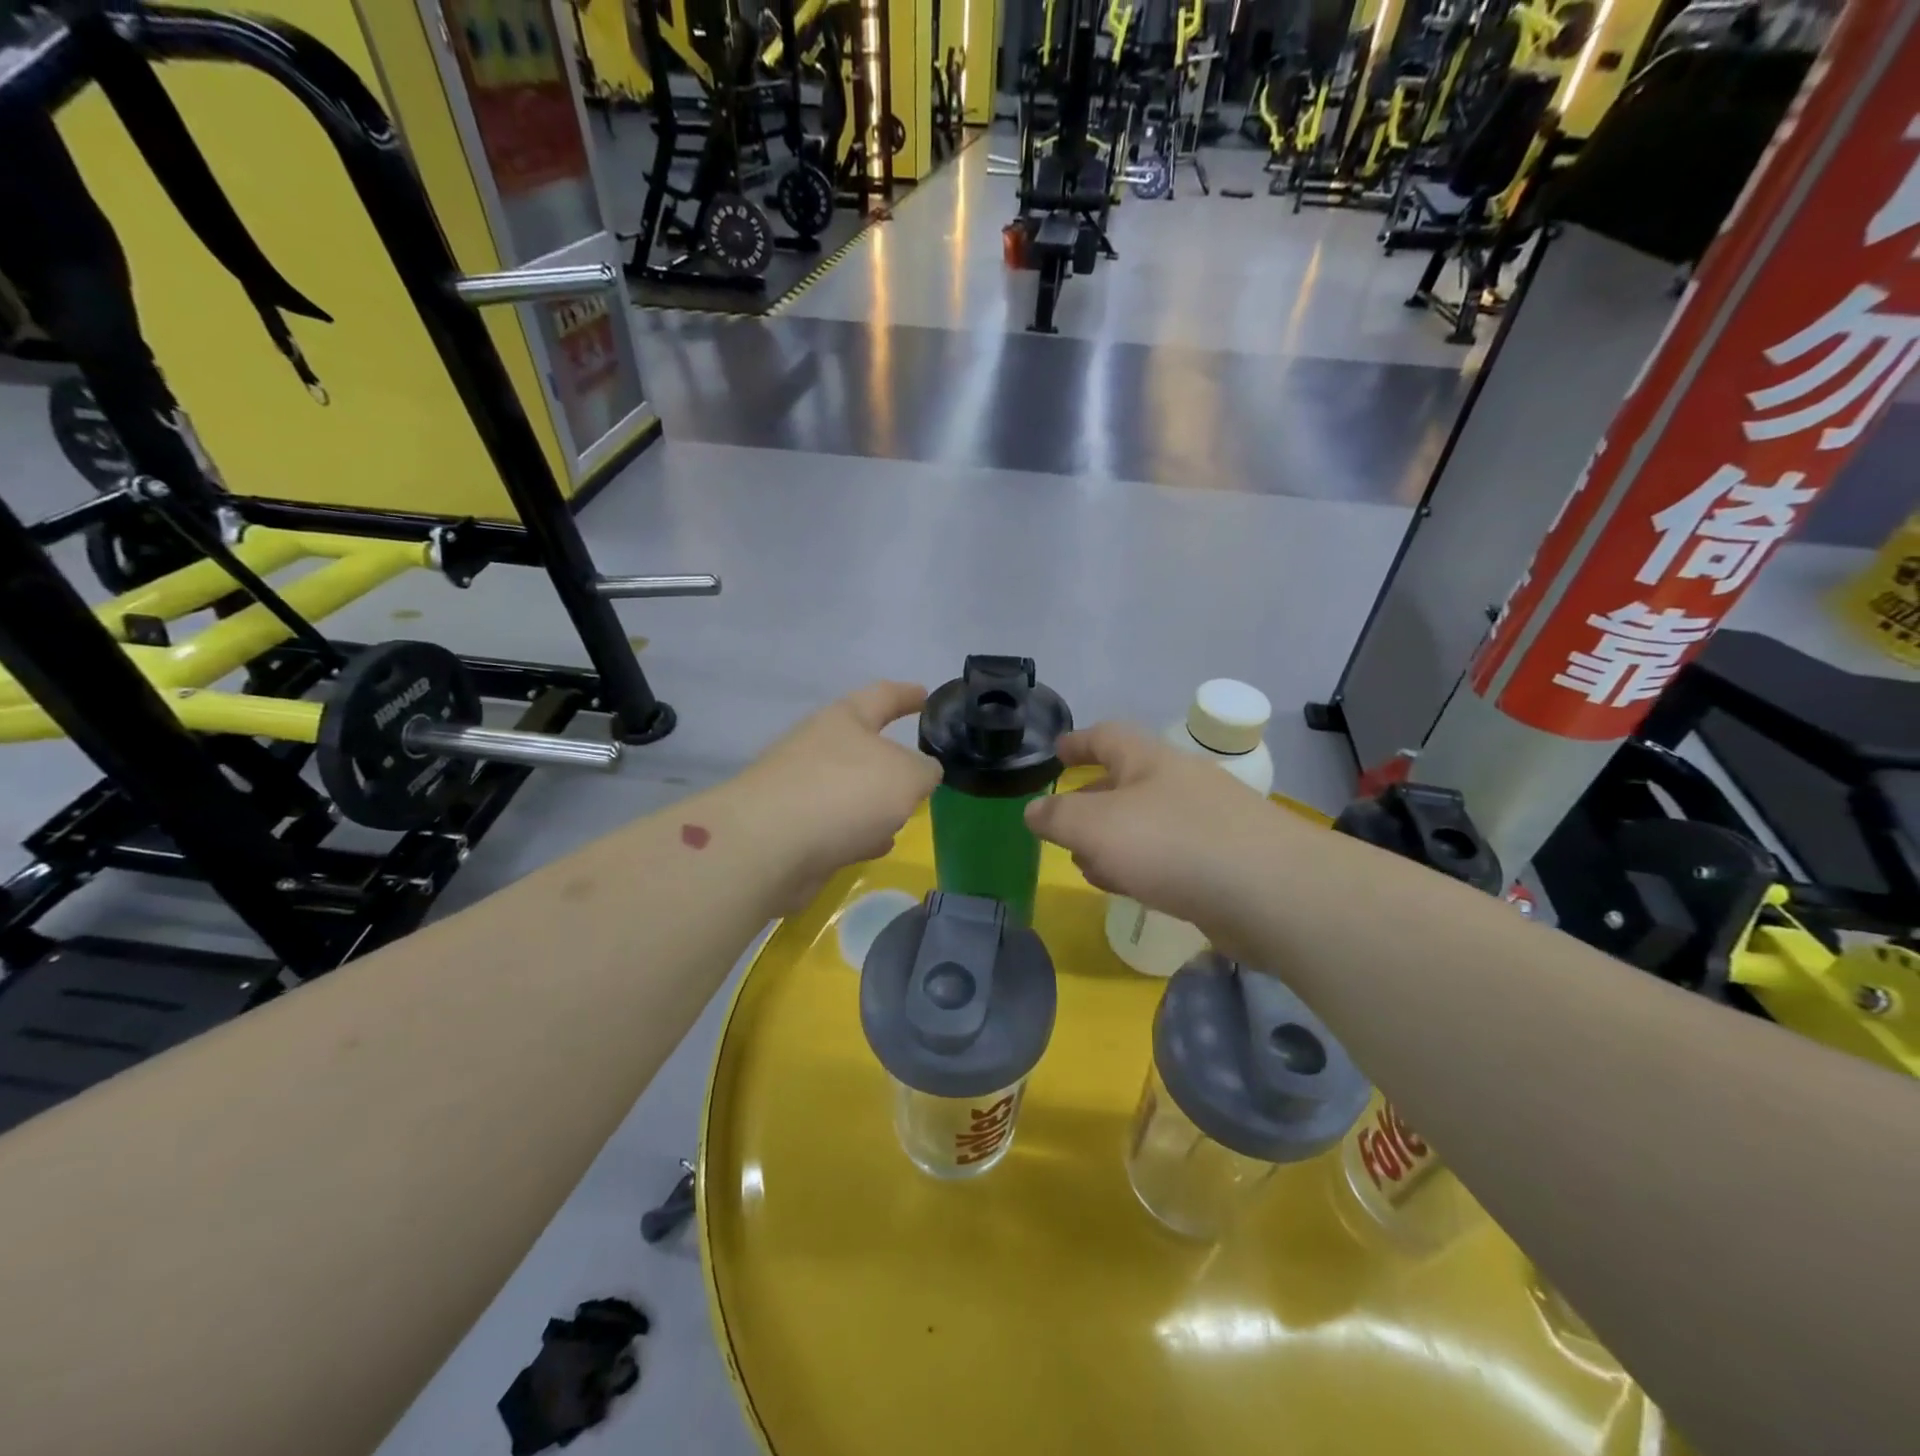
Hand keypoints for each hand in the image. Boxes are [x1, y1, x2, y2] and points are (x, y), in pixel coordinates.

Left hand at [733, 682, 942, 907]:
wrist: (768, 846)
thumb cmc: (845, 793)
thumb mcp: (907, 776)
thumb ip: (924, 770)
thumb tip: (922, 773)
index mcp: (845, 719)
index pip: (883, 695)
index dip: (907, 694)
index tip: (926, 694)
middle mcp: (818, 746)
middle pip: (862, 745)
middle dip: (891, 758)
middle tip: (920, 771)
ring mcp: (800, 787)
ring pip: (850, 788)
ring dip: (875, 800)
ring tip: (904, 813)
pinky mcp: (790, 828)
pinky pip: (836, 823)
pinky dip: (858, 830)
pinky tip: (875, 845)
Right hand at [1025, 723, 1313, 955]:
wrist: (1272, 893)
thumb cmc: (1174, 845)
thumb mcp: (1097, 827)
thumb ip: (1058, 818)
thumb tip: (1031, 811)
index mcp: (1150, 761)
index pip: (1107, 736)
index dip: (1077, 742)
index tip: (1056, 752)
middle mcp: (1180, 783)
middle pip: (1126, 781)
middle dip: (1090, 799)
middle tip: (1063, 820)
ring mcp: (1208, 822)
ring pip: (1146, 822)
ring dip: (1113, 838)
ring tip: (1085, 861)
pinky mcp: (1225, 861)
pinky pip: (1168, 855)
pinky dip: (1139, 864)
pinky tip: (1127, 886)